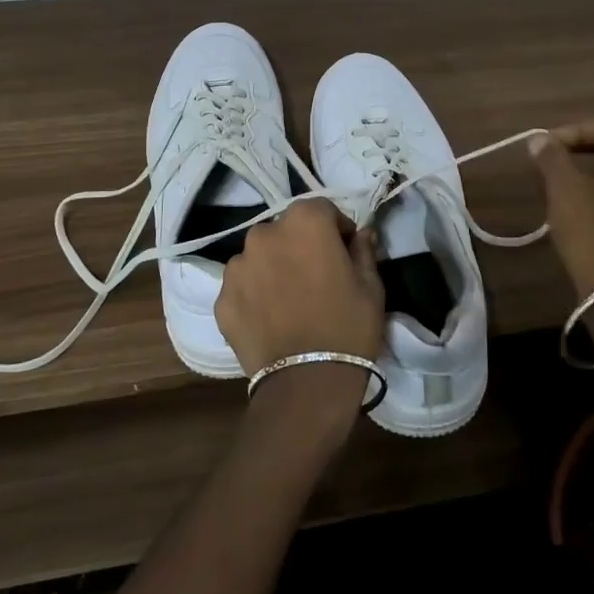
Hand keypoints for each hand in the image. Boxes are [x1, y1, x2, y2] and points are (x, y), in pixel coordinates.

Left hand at [216, 200, 385, 378]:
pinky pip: (243, 287)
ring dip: (274, 268)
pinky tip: (271, 320)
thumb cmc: (348, 327)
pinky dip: (255, 295)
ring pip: (261, 257)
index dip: (337, 230)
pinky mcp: (222, 298)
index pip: (322, 210)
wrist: (306, 383)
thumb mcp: (371, 286)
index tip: (346, 254)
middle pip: (286, 231)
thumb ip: (363, 250)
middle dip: (301, 246)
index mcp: (305, 222)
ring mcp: (237, 266)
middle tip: (317, 278)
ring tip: (290, 301)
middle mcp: (265, 233)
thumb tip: (360, 234)